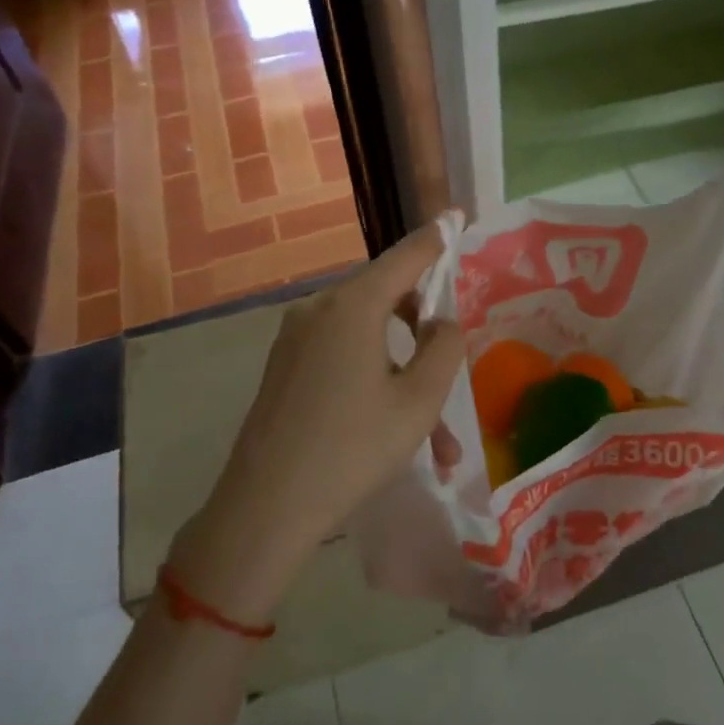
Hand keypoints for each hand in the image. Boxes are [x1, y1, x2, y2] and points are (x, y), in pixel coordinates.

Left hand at [167, 221, 464, 622]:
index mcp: (352, 306)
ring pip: (368, 339)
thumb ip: (444, 348)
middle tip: (451, 367)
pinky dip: (375, 383)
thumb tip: (441, 322)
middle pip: (386, 297)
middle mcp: (319, 310)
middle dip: (424, 331)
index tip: (458, 216)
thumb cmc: (352, 449)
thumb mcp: (419, 401)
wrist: (265, 508)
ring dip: (404, 376)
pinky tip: (394, 435)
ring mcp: (295, 339)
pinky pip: (343, 359)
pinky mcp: (285, 367)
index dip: (437, 238)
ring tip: (437, 440)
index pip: (406, 256)